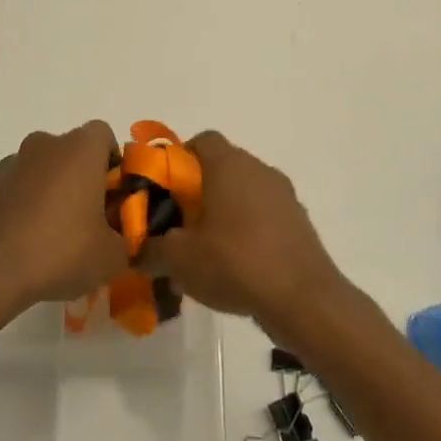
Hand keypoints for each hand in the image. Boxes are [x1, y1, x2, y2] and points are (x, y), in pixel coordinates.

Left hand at [0, 122, 128, 308]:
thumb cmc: (62, 249)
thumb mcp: (113, 255)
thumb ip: (128, 239)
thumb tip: (123, 239)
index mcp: (81, 147)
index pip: (105, 137)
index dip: (114, 164)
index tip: (115, 197)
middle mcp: (47, 143)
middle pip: (75, 151)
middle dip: (86, 178)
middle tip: (93, 218)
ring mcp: (16, 161)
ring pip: (47, 168)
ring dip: (57, 189)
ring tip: (60, 233)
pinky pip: (24, 185)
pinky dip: (31, 202)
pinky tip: (33, 238)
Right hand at [147, 131, 347, 343]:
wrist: (303, 299)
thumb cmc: (235, 263)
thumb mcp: (178, 259)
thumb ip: (150, 249)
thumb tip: (137, 251)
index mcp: (229, 164)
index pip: (202, 140)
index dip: (179, 158)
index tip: (165, 188)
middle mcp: (259, 169)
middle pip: (222, 166)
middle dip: (198, 189)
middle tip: (179, 222)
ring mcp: (284, 195)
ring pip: (245, 191)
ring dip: (225, 210)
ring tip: (205, 248)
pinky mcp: (299, 222)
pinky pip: (264, 215)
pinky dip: (248, 229)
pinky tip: (236, 265)